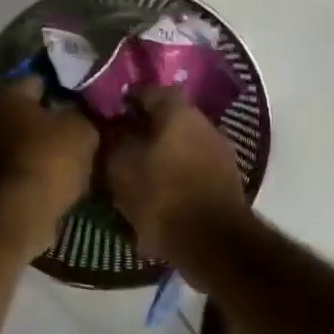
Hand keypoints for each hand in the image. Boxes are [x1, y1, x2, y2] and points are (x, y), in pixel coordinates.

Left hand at [0, 76, 99, 226]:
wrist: (16, 213)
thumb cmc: (48, 159)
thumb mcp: (82, 129)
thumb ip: (83, 113)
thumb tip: (82, 111)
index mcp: (4, 91)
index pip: (40, 80)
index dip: (65, 90)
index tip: (84, 103)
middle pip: (23, 110)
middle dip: (47, 117)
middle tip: (76, 128)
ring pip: (16, 137)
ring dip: (35, 143)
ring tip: (66, 155)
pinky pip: (11, 162)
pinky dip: (26, 165)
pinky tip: (50, 174)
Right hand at [103, 85, 248, 266]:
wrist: (213, 243)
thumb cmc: (161, 195)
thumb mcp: (120, 165)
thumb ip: (112, 138)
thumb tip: (109, 126)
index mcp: (178, 111)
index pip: (147, 91)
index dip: (123, 103)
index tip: (106, 119)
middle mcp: (204, 123)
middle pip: (166, 119)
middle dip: (143, 130)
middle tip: (118, 148)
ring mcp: (220, 152)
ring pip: (180, 144)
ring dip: (160, 155)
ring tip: (136, 174)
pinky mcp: (226, 180)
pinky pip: (192, 168)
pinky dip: (174, 175)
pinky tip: (158, 194)